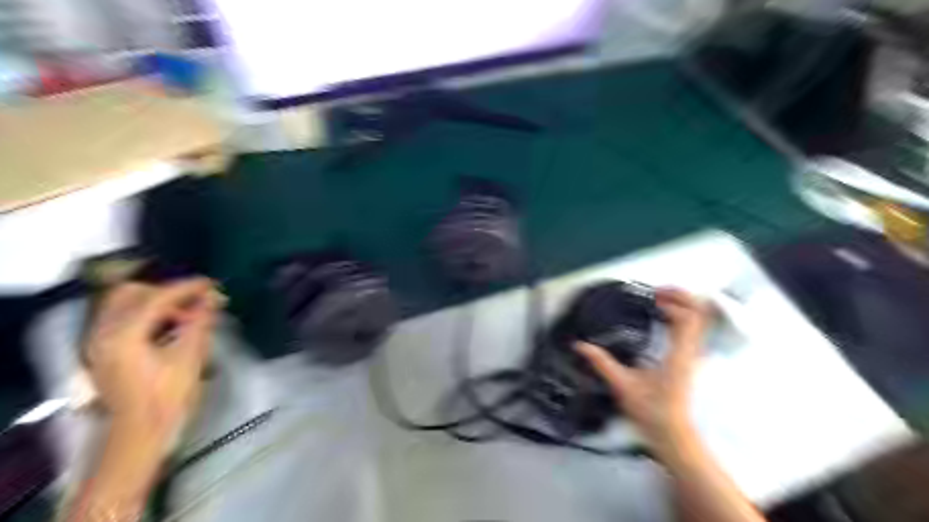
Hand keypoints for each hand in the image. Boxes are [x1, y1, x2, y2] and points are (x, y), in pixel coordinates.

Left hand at [84, 278, 218, 448]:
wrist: (140, 435)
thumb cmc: (168, 397)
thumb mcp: (190, 356)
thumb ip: (200, 321)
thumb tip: (213, 297)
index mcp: (124, 335)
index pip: (157, 297)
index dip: (187, 287)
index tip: (212, 283)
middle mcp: (104, 333)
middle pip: (132, 294)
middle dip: (167, 291)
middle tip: (197, 300)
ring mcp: (99, 343)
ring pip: (125, 305)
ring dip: (158, 302)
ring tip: (188, 314)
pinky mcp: (103, 352)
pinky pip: (123, 319)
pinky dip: (147, 315)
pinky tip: (171, 327)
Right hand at [578, 289, 712, 452]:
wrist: (672, 433)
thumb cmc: (650, 411)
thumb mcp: (622, 385)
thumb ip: (601, 363)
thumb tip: (580, 345)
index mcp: (678, 355)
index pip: (688, 320)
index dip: (673, 303)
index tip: (652, 298)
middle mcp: (690, 352)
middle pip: (700, 315)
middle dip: (681, 297)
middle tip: (657, 291)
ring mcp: (693, 356)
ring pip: (699, 321)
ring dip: (683, 305)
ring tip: (659, 299)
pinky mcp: (689, 360)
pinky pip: (693, 330)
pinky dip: (682, 316)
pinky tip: (662, 318)